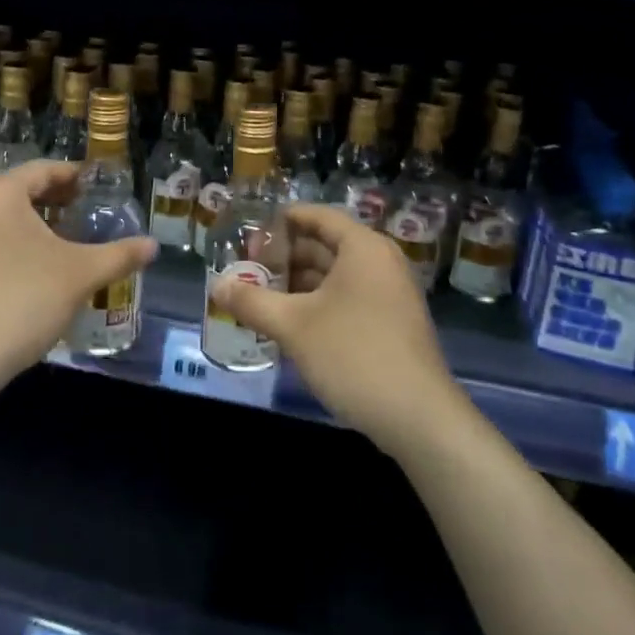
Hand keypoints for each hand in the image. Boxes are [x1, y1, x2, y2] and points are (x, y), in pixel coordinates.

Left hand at [0, 160, 155, 383]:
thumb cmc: (23, 301)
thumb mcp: (80, 275)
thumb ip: (119, 255)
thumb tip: (153, 246)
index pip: (44, 170)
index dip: (75, 176)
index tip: (98, 187)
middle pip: (19, 189)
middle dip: (54, 199)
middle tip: (85, 211)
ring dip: (32, 220)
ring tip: (63, 238)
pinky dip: (9, 238)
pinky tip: (32, 263)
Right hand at [209, 204, 461, 450]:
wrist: (418, 418)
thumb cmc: (353, 355)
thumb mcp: (293, 326)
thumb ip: (251, 301)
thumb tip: (216, 286)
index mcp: (363, 248)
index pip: (318, 216)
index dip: (281, 220)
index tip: (249, 231)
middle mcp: (380, 262)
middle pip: (325, 245)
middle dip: (284, 256)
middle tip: (245, 268)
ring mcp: (389, 295)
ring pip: (334, 276)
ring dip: (297, 284)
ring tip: (258, 296)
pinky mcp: (390, 324)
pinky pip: (346, 299)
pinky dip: (316, 304)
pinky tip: (287, 322)